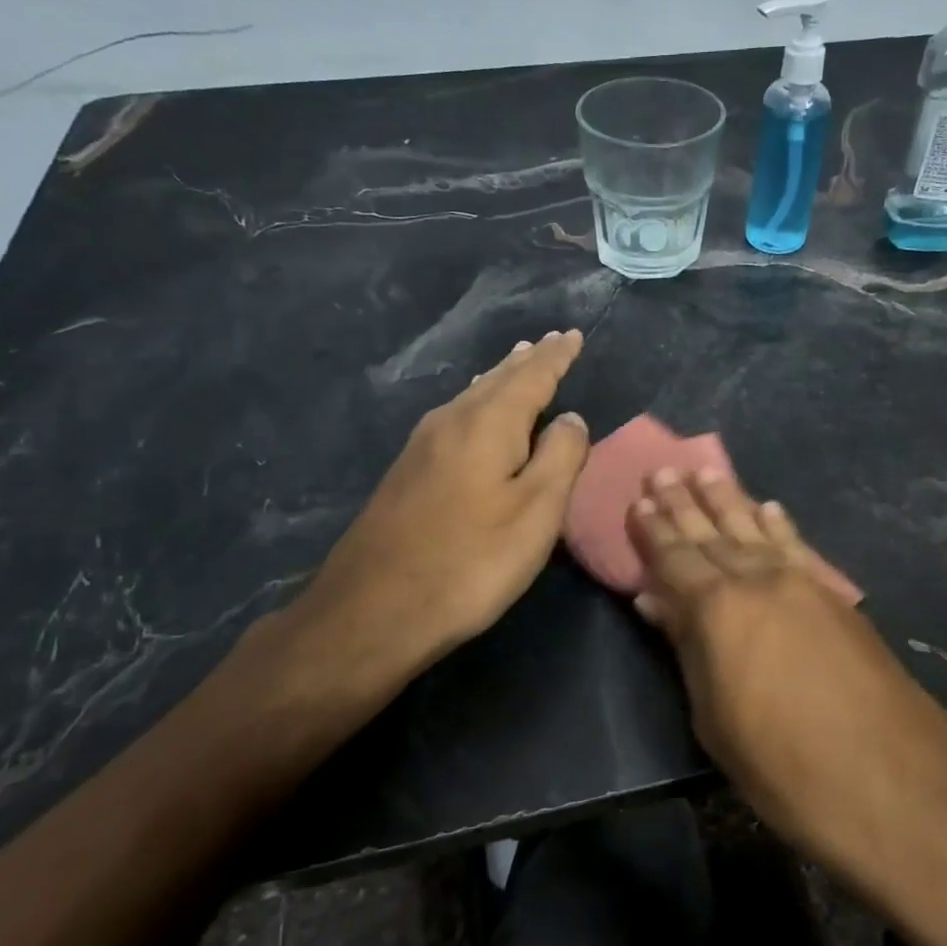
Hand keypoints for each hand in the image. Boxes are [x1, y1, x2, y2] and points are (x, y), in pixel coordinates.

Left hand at [252, 329, 588, 723]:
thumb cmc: (469, 561)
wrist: (372, 610)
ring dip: (500, 379)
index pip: (531, 376)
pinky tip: (476, 413)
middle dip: (527, 361)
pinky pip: (455, 418)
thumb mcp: (535, 513)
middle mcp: (451, 421)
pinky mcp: (407, 472)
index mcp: (488, 423)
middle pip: (496, 380)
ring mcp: (422, 446)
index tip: (574, 335)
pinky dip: (479, 404)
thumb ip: (560, 458)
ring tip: (517, 363)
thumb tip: (571, 418)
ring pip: (471, 397)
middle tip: (550, 342)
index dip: (556, 356)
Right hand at [628, 467, 946, 878]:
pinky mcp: (837, 597)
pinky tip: (770, 507)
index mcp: (717, 610)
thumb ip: (687, 648)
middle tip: (664, 470)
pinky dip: (779, 524)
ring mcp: (802, 584)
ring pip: (756, 528)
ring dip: (729, 499)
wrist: (893, 787)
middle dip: (684, 501)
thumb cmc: (784, 768)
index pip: (675, 559)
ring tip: (707, 470)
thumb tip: (655, 600)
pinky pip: (798, 547)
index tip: (639, 500)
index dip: (654, 531)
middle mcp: (758, 581)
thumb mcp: (715, 720)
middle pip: (712, 533)